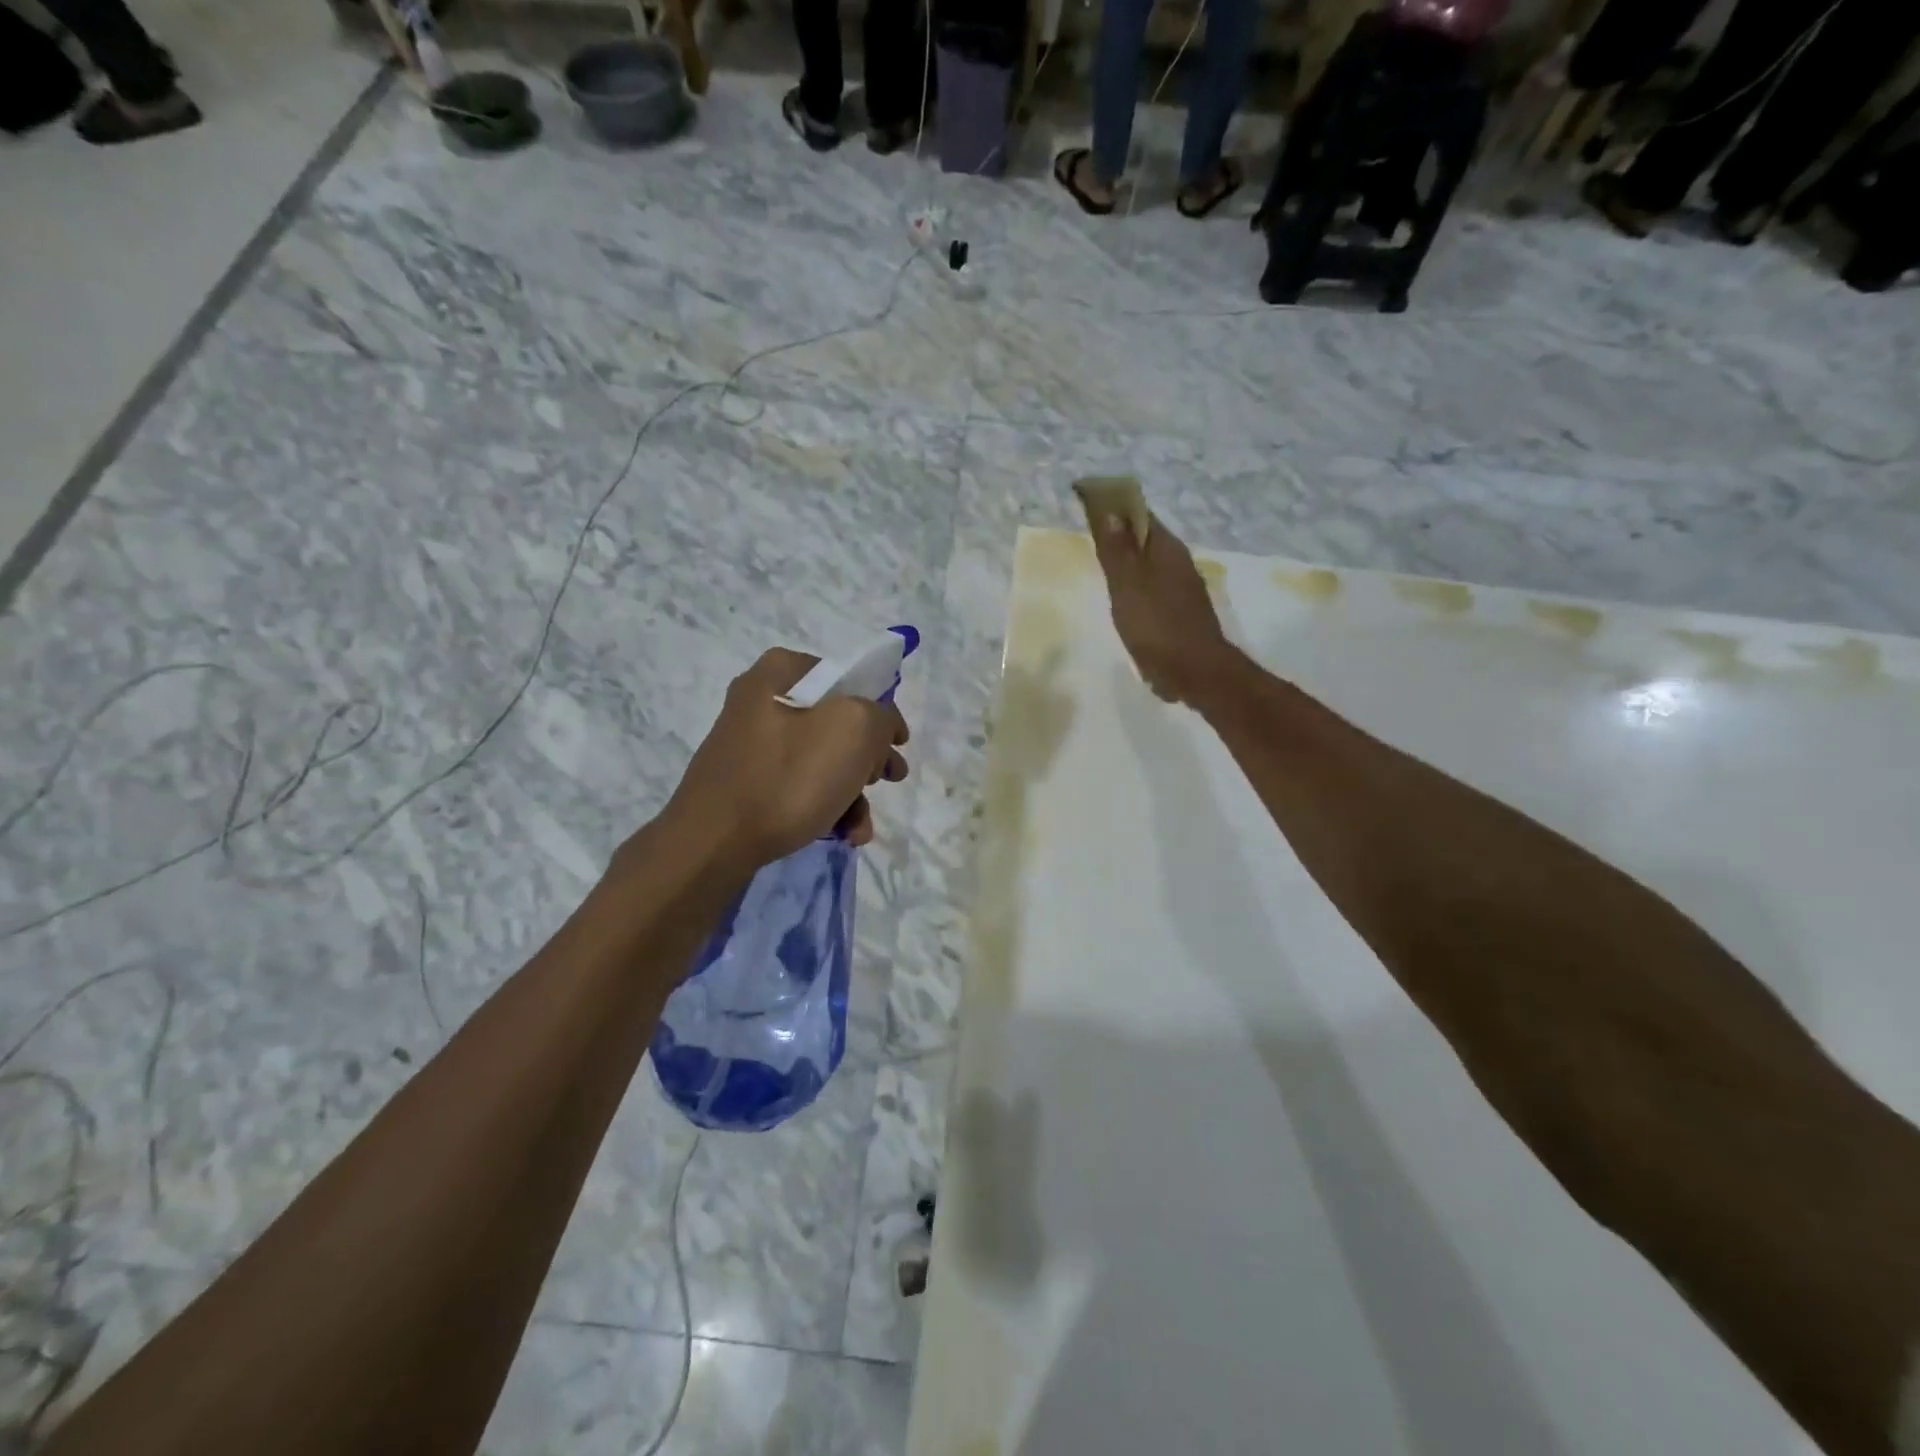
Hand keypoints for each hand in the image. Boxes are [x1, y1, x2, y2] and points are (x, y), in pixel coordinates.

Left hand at [664, 648, 909, 872]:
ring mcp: (750, 743)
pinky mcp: (745, 782)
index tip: (897, 744)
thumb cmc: (787, 776)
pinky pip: (797, 785)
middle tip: (888, 779)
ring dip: (851, 792)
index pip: (848, 679)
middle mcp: (761, 699)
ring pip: (821, 759)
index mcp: (781, 671)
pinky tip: (841, 834)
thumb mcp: (854, 729)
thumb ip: (881, 716)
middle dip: (868, 758)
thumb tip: (881, 728)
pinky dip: (824, 806)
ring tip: (861, 826)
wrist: (712, 842)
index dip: (880, 710)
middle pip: (837, 722)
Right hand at [1087, 510, 1236, 704]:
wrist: (1195, 672)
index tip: (1087, 502)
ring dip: (1128, 561)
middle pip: (1145, 539)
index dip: (1114, 506)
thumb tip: (1108, 510)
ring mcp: (1182, 590)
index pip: (1139, 514)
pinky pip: (1153, 589)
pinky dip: (1136, 586)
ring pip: (1150, 566)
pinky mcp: (1180, 614)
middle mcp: (1178, 563)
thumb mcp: (1127, 585)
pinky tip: (1124, 601)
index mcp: (1167, 549)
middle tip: (1089, 535)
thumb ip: (1117, 550)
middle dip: (1120, 533)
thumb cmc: (1156, 625)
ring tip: (1102, 566)